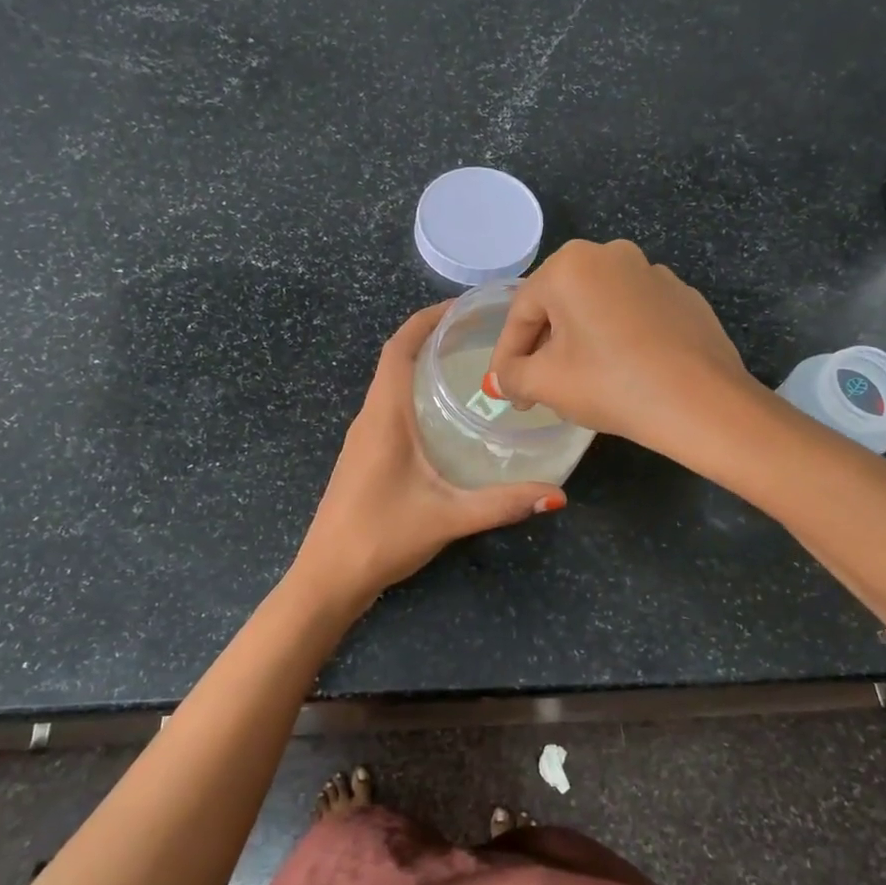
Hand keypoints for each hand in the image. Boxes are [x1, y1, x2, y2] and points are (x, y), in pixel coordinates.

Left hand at [291, 304, 566, 609]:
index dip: (426, 319)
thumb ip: (501, 504)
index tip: (463, 307)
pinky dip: (416, 394)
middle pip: (396, 360)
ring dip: (423, 366)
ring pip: (392, 385)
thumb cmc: (380, 537)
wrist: (328, 577)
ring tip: (470, 365)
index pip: (399, 348)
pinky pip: (390, 408)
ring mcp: (363, 438)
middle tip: (480, 334)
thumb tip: (557, 494)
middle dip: (433, 337)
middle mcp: (369, 417)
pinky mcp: (365, 456)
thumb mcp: (447, 517)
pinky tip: (446, 415)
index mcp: (383, 416)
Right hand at [485, 239, 757, 457]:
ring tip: (580, 383)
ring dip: (580, 341)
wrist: (702, 402)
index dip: (507, 355)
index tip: (505, 389)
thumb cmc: (611, 384)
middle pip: (559, 305)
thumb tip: (502, 378)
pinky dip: (618, 339)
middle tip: (537, 389)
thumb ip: (512, 376)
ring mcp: (652, 272)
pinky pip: (632, 315)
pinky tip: (623, 373)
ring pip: (597, 308)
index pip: (521, 312)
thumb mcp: (546, 384)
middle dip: (543, 347)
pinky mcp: (682, 296)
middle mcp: (610, 255)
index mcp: (570, 264)